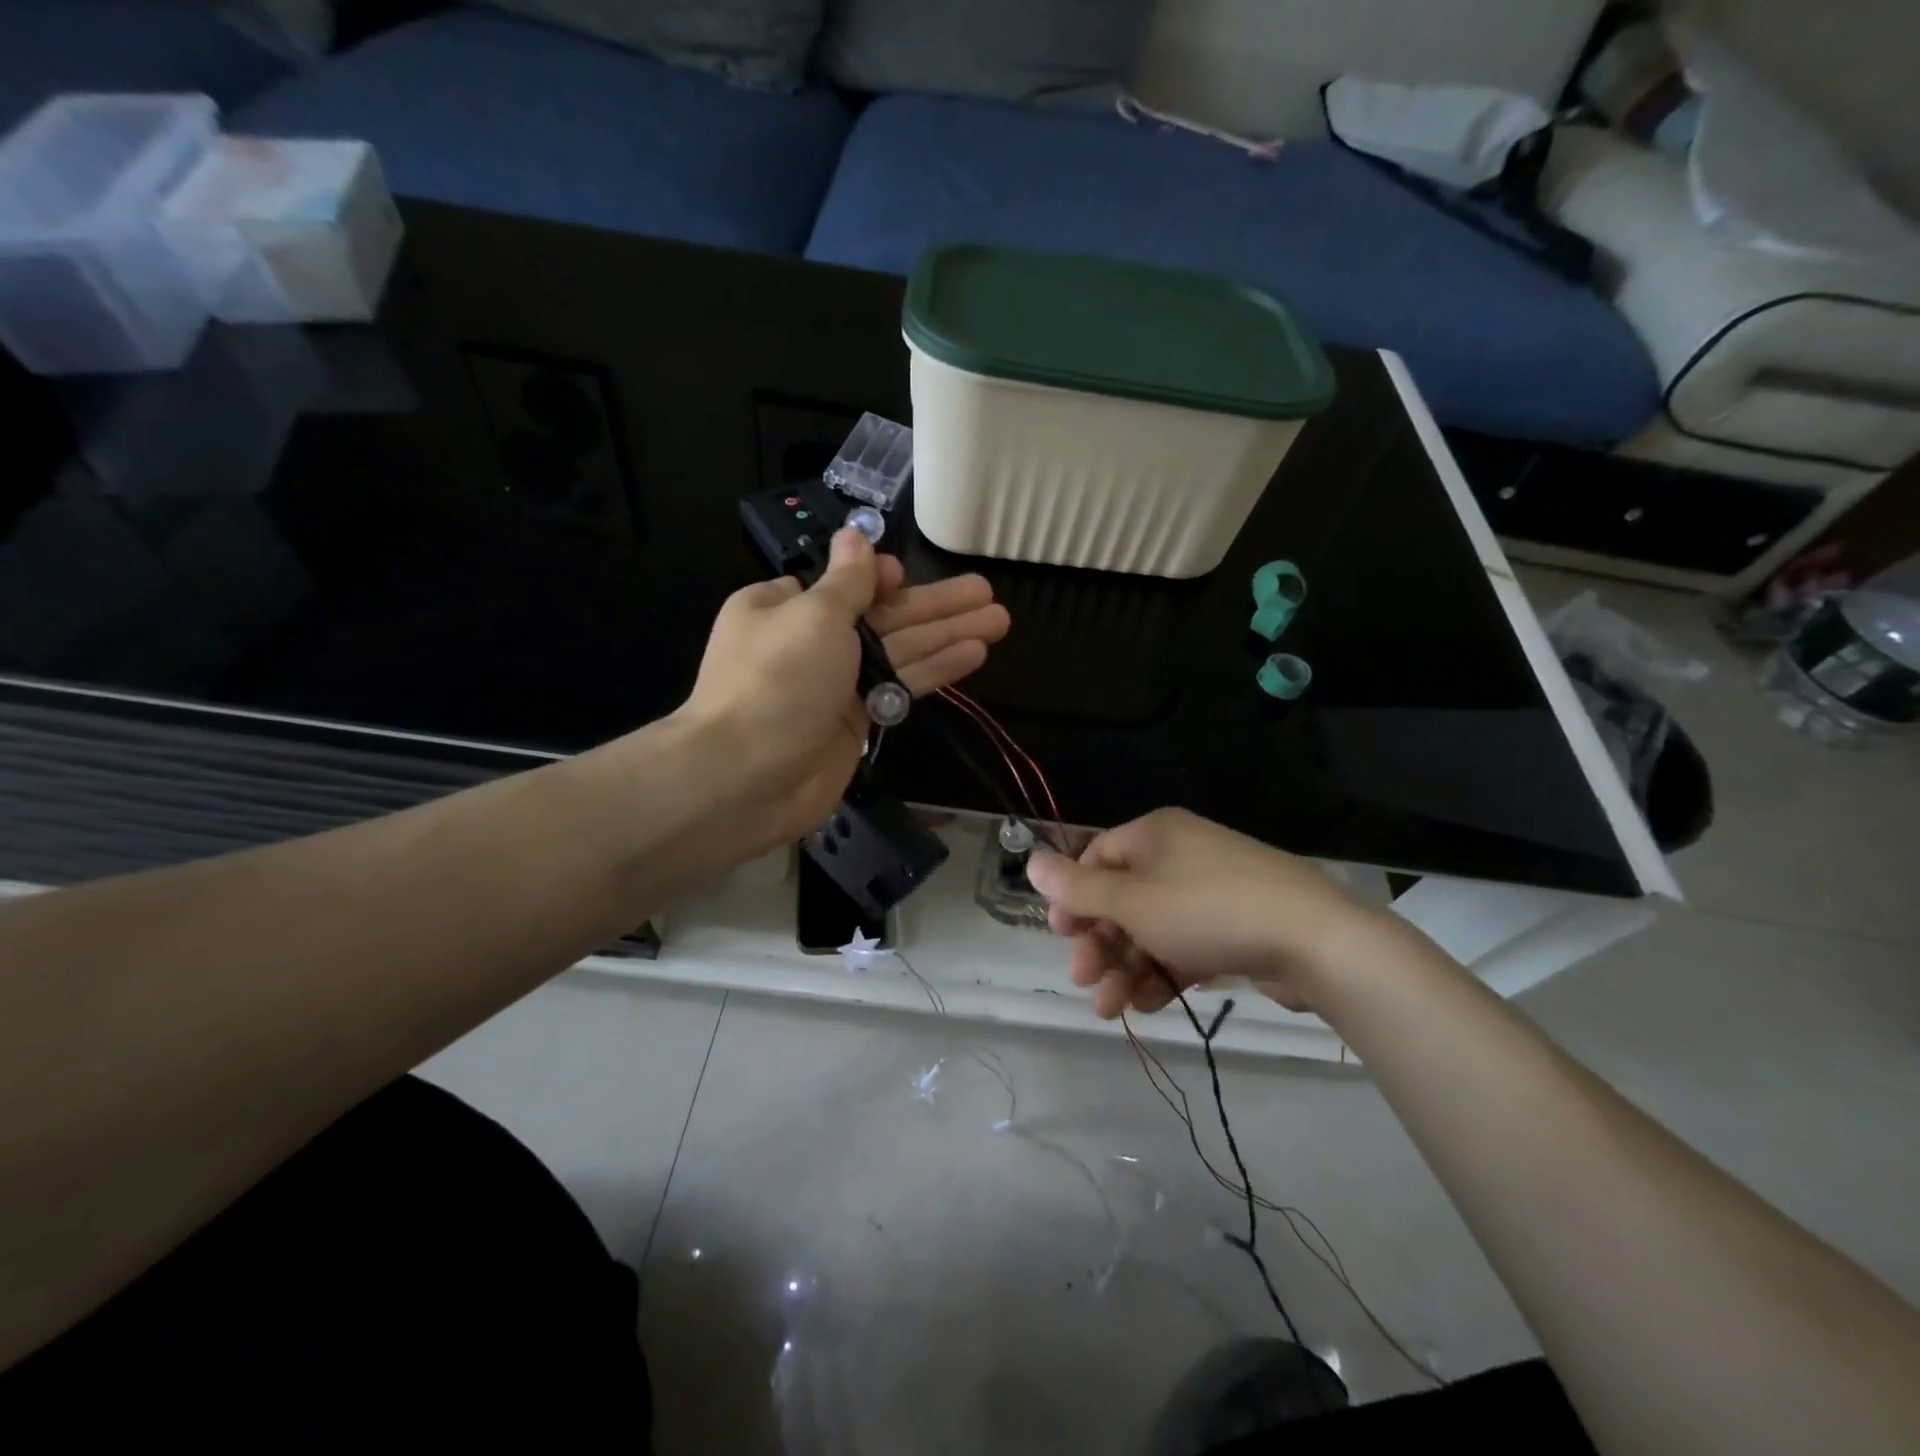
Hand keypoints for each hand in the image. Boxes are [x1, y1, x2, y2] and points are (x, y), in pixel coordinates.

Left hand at [676, 527, 1008, 852]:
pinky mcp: (856, 721)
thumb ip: (847, 580)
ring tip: (998, 621)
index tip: (907, 576)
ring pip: (900, 652)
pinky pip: (900, 686)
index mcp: (783, 607)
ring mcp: (834, 685)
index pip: (841, 585)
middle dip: (935, 605)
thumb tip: (856, 535)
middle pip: (882, 616)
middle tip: (988, 592)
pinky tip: (974, 655)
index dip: (881, 579)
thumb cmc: (778, 679)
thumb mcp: (813, 614)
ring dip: (948, 635)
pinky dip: (933, 670)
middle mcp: (809, 642)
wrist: (749, 776)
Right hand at [1025, 808, 1402, 1017]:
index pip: (1097, 857)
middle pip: (1122, 899)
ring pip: (1152, 930)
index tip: (1061, 935)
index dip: (1074, 897)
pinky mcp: (1235, 928)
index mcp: (1155, 835)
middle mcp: (1180, 857)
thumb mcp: (1133, 902)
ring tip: (1111, 1010)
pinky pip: (1184, 947)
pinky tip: (1148, 1006)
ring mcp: (1210, 893)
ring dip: (1125, 968)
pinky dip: (1162, 975)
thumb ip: (1078, 889)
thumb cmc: (1207, 909)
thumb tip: (1031, 861)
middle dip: (1099, 944)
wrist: (1316, 941)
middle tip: (1083, 980)